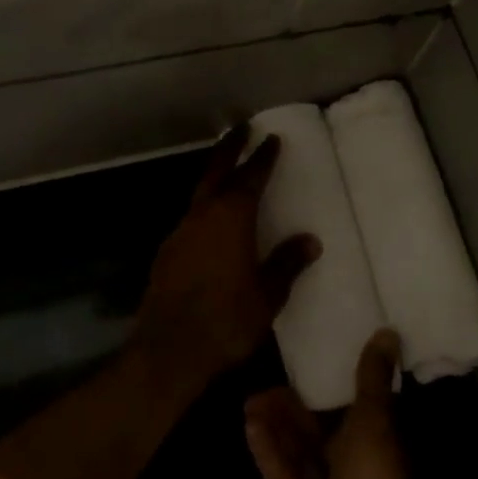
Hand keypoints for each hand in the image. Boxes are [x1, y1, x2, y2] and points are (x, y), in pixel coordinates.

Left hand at [133, 125, 320, 391]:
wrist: (168, 350)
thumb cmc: (226, 320)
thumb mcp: (267, 295)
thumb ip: (287, 264)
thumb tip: (310, 241)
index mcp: (231, 218)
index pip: (250, 177)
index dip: (262, 157)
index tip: (271, 139)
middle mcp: (203, 216)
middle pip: (216, 171)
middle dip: (230, 147)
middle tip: (241, 127)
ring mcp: (180, 233)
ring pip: (200, 193)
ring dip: (215, 177)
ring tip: (229, 171)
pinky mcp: (167, 253)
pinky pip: (191, 218)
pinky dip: (205, 208)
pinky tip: (211, 223)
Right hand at [245, 329, 423, 478]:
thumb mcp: (376, 420)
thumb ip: (373, 378)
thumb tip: (389, 331)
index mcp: (372, 440)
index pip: (346, 407)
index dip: (324, 388)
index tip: (301, 364)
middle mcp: (348, 464)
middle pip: (314, 430)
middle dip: (290, 407)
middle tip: (263, 385)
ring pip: (295, 451)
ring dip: (275, 426)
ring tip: (250, 400)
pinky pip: (281, 476)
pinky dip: (268, 452)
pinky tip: (250, 425)